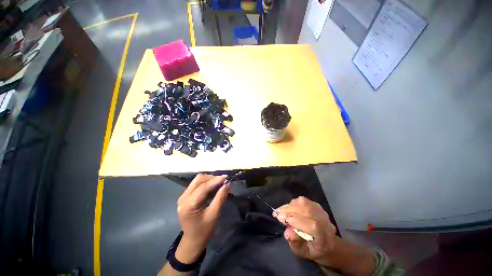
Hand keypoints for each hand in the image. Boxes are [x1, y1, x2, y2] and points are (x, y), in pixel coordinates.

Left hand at [175, 174, 229, 262]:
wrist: (192, 241)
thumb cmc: (204, 230)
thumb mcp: (214, 215)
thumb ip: (221, 197)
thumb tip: (227, 183)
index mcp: (189, 204)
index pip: (203, 187)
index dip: (216, 180)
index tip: (226, 177)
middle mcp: (183, 197)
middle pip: (198, 180)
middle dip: (212, 178)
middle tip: (223, 181)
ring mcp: (183, 196)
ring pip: (197, 181)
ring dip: (209, 180)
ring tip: (220, 183)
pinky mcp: (185, 197)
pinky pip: (196, 185)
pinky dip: (206, 184)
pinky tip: (214, 187)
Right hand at [274, 196, 336, 265]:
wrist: (327, 242)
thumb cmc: (313, 249)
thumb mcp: (302, 252)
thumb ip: (295, 243)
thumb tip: (287, 231)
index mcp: (324, 236)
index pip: (311, 225)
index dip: (293, 219)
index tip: (279, 218)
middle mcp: (324, 220)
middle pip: (305, 210)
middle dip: (288, 210)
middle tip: (276, 213)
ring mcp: (320, 210)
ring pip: (302, 203)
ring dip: (289, 206)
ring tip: (281, 211)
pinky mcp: (316, 204)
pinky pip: (302, 200)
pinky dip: (292, 203)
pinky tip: (288, 208)